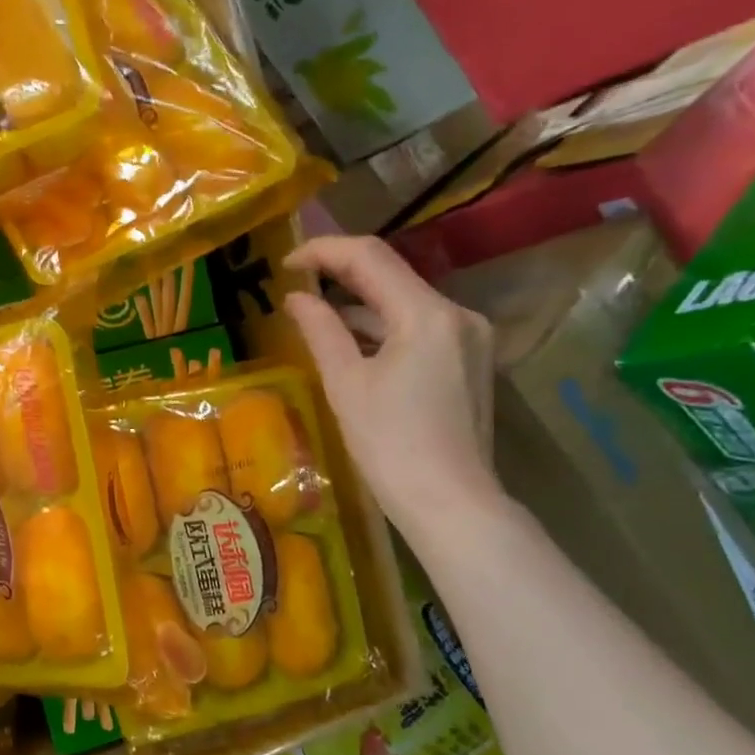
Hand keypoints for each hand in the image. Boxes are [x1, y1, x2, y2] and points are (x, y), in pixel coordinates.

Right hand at [283, 236, 500, 539]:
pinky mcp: (469, 361)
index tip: (284, 264)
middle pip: (392, 277)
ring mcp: (470, 338)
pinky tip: (351, 346)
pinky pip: (418, 329)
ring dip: (360, 306)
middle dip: (340, 276)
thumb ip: (320, 330)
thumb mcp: (346, 384)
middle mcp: (458, 315)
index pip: (370, 258)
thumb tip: (296, 298)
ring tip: (314, 317)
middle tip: (294, 285)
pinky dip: (382, 331)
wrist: (450, 502)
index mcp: (427, 315)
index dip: (323, 252)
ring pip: (404, 304)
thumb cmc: (390, 445)